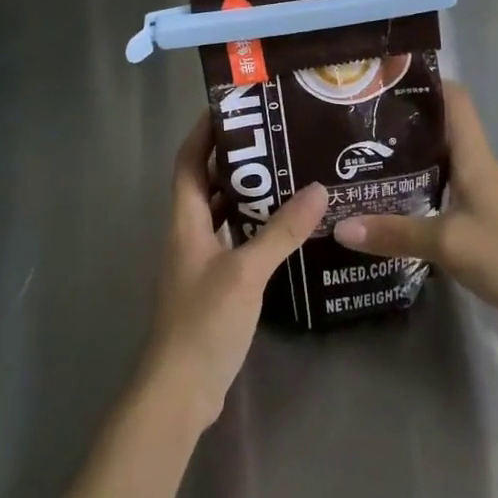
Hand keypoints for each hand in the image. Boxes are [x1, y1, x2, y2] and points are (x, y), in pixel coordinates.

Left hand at [138, 114, 326, 435]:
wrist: (180, 391)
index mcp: (185, 221)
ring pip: (220, 214)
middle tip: (273, 138)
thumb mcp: (247, 271)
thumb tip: (318, 188)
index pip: (188, 161)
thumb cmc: (204, 321)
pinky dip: (252, 229)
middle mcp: (188, 234)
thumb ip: (282, 231)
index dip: (203, 131)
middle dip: (233, 159)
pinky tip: (284, 230)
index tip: (230, 105)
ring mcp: (198, 262)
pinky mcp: (213, 286)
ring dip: (246, 195)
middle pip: (205, 184)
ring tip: (285, 175)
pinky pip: (232, 242)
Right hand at [334, 82, 497, 340]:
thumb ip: (395, 233)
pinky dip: (418, 194)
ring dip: (408, 160)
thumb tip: (339, 226)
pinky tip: (392, 207)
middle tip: (356, 124)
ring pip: (440, 165)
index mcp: (474, 157)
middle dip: (402, 123)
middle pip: (441, 131)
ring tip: (362, 162)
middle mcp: (478, 169)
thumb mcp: (448, 243)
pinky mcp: (483, 225)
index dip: (425, 82)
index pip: (455, 100)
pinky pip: (444, 196)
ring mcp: (482, 198)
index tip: (385, 78)